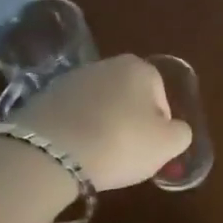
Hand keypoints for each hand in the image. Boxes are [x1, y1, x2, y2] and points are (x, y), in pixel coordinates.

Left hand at [11, 55, 192, 191]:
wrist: (49, 152)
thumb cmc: (120, 142)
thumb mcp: (167, 145)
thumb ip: (180, 134)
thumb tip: (173, 130)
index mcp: (140, 68)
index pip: (161, 98)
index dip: (159, 127)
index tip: (148, 150)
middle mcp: (106, 64)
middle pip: (128, 98)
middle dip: (128, 123)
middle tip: (124, 154)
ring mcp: (70, 79)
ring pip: (97, 107)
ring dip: (100, 127)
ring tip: (94, 157)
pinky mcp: (41, 98)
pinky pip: (69, 117)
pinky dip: (73, 132)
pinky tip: (70, 154)